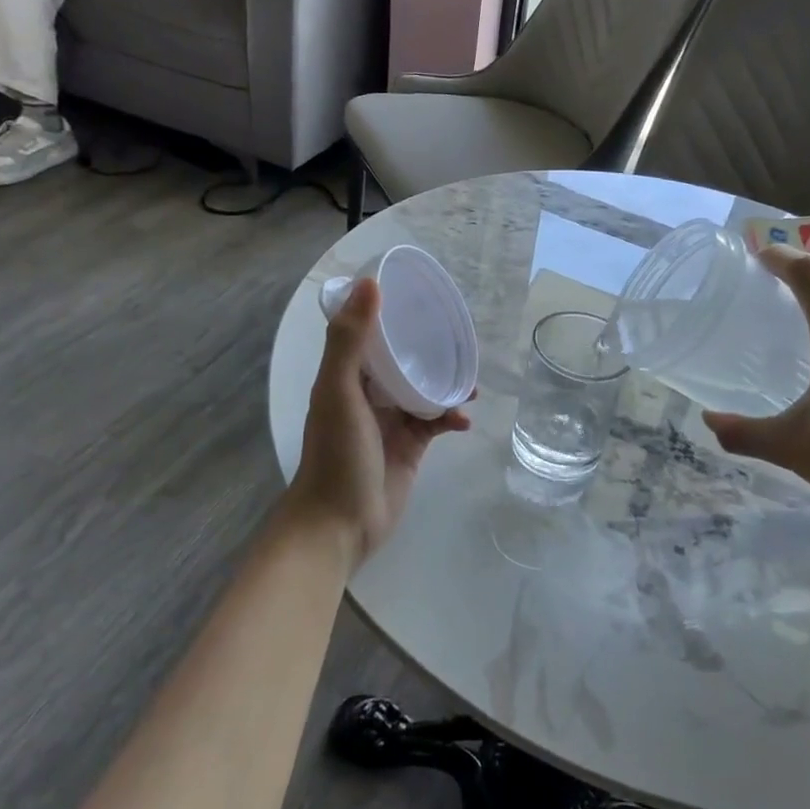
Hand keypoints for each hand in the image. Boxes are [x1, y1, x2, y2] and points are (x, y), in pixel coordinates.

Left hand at [284, 279, 471, 565]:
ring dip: (446, 384)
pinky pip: (435, 423)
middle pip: (401, 360)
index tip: (420, 297)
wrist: (340, 524)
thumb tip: (371, 283)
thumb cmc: (336, 455)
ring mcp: (390, 422)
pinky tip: (465, 420)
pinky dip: (451, 418)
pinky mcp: (411, 448)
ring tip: (473, 384)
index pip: (369, 334)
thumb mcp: (338, 392)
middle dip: (428, 350)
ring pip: (423, 390)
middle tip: (460, 340)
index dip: (391, 314)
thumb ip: (350, 340)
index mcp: (346, 376)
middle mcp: (368, 394)